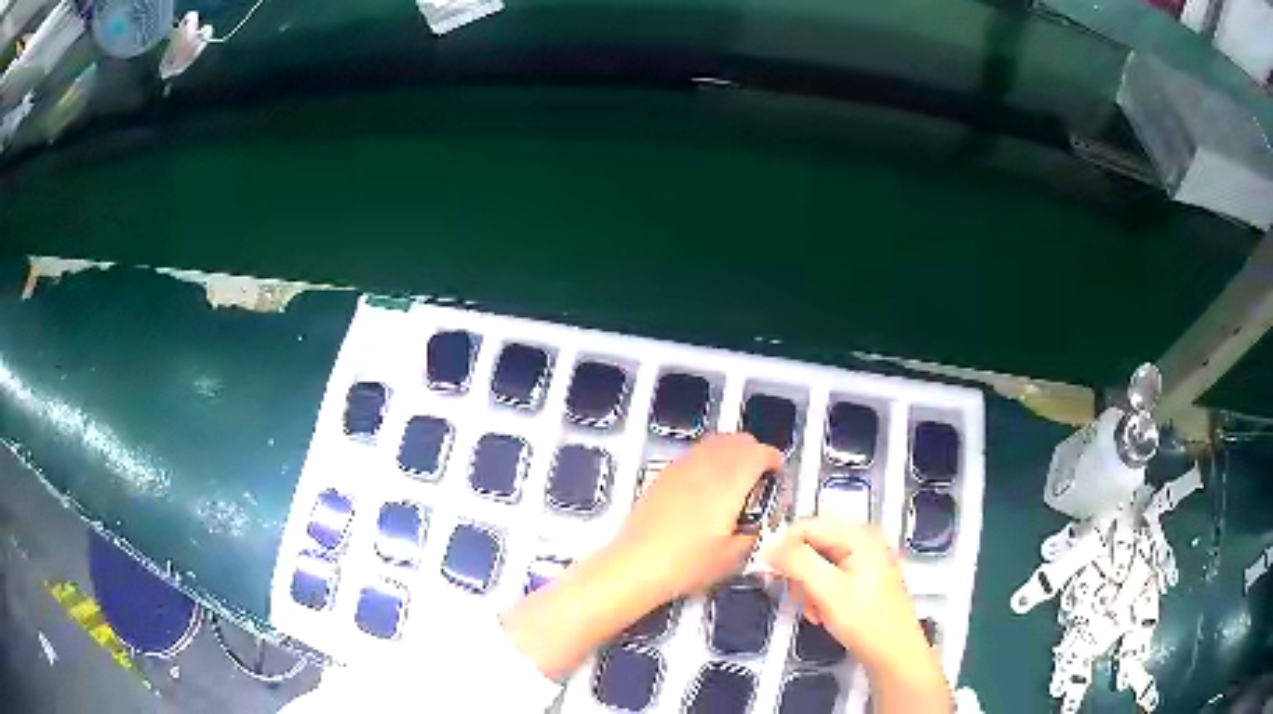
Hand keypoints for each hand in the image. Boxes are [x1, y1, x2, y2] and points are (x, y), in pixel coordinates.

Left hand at [502, 433, 780, 680]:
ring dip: (731, 454)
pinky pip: (694, 454)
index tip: (777, 477)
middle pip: (738, 439)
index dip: (774, 461)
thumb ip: (756, 531)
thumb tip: (763, 519)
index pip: (759, 452)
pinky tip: (706, 490)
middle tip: (760, 480)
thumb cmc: (685, 563)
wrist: (635, 565)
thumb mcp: (734, 555)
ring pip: (715, 443)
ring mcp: (680, 467)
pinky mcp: (663, 475)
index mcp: (728, 481)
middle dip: (754, 454)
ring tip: (735, 484)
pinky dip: (709, 461)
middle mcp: (705, 465)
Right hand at [763, 518, 950, 713]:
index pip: (807, 526)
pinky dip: (820, 594)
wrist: (893, 654)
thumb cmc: (865, 621)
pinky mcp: (864, 579)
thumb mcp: (827, 590)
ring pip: (818, 563)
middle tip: (796, 597)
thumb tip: (769, 546)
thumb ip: (798, 562)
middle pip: (813, 544)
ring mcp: (865, 560)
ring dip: (807, 587)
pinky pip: (830, 576)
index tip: (770, 575)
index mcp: (859, 535)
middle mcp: (864, 540)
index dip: (784, 548)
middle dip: (798, 572)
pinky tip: (823, 613)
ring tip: (813, 610)